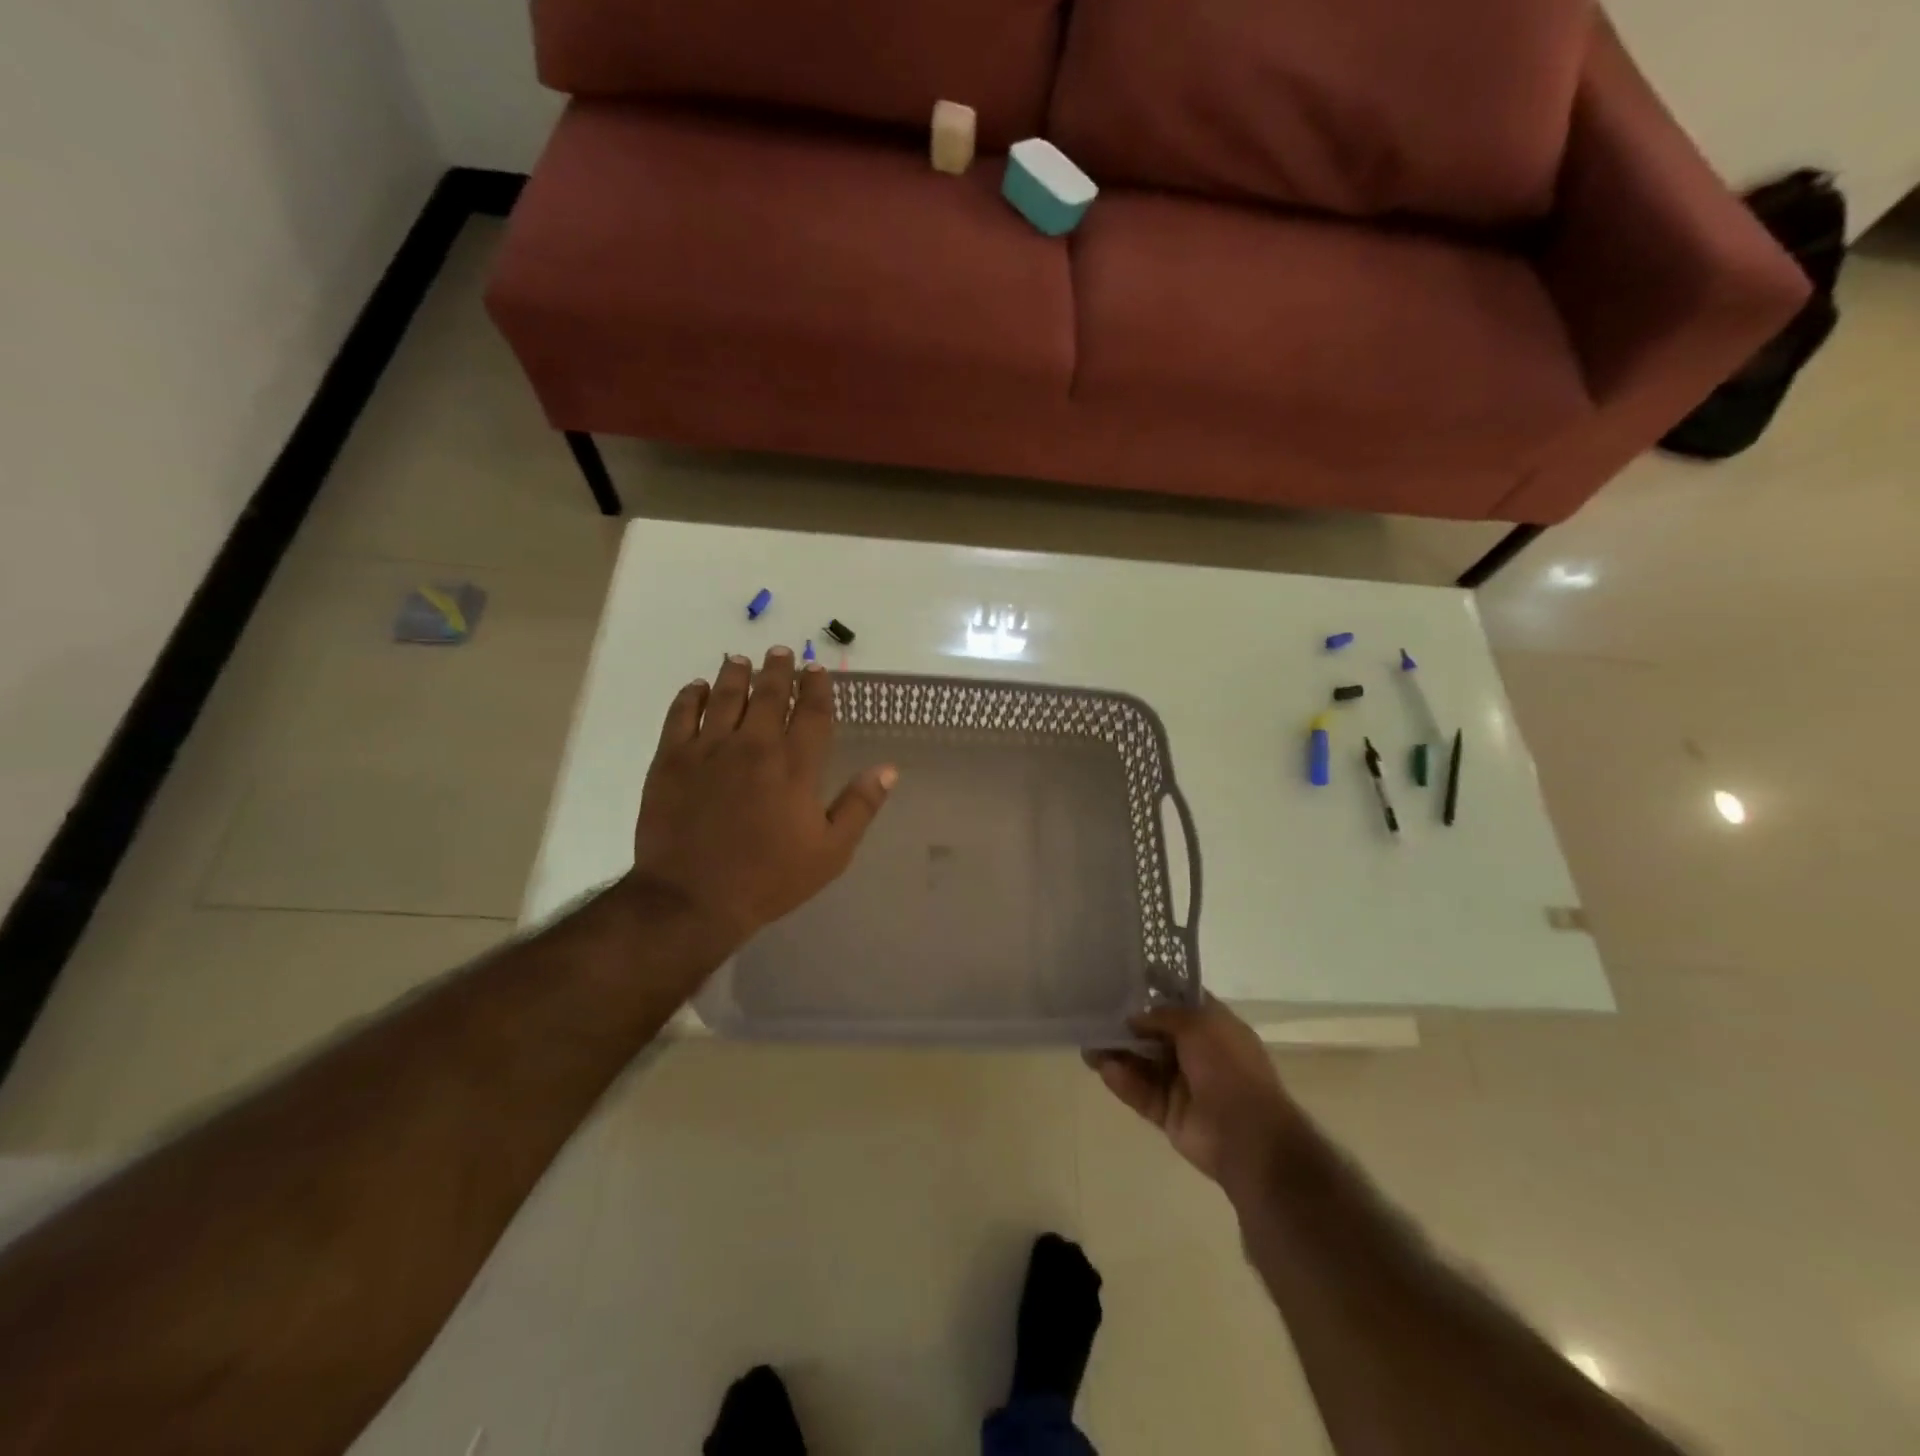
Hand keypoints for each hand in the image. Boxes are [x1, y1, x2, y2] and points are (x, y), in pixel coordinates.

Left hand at [626, 646, 895, 956]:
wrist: (693, 898)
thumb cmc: (769, 879)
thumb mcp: (830, 852)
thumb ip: (860, 806)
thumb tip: (888, 769)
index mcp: (796, 766)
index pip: (812, 713)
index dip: (816, 687)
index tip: (816, 670)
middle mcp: (755, 746)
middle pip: (769, 695)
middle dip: (778, 670)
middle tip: (780, 653)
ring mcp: (709, 749)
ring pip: (725, 696)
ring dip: (736, 674)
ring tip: (741, 661)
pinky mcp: (671, 759)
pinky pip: (681, 714)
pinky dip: (690, 696)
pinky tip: (697, 687)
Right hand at [1087, 1000, 1304, 1200]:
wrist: (1248, 1135)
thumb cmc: (1229, 1067)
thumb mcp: (1199, 1024)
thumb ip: (1163, 1015)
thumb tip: (1135, 1018)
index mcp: (1213, 1027)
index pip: (1180, 1003)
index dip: (1154, 992)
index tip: (1123, 983)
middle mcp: (1198, 1052)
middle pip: (1155, 1034)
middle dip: (1127, 1027)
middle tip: (1094, 1018)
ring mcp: (1183, 1084)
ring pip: (1144, 1065)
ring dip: (1118, 1055)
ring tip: (1088, 1047)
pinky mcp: (1170, 1113)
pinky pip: (1142, 1094)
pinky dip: (1124, 1082)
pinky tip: (1104, 1069)